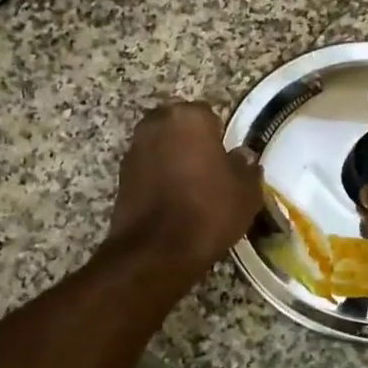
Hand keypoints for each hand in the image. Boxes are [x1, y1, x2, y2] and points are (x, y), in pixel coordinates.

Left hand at [103, 102, 262, 280]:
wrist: (157, 251)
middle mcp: (156, 124)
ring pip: (161, 147)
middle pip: (179, 127)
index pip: (208, 115)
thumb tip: (243, 156)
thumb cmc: (208, 212)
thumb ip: (246, 167)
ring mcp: (134, 150)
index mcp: (188, 118)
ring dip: (173, 159)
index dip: (219, 137)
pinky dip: (158, 178)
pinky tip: (173, 201)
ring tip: (191, 188)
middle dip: (192, 142)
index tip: (226, 159)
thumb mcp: (245, 192)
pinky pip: (147, 169)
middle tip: (209, 170)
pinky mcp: (120, 176)